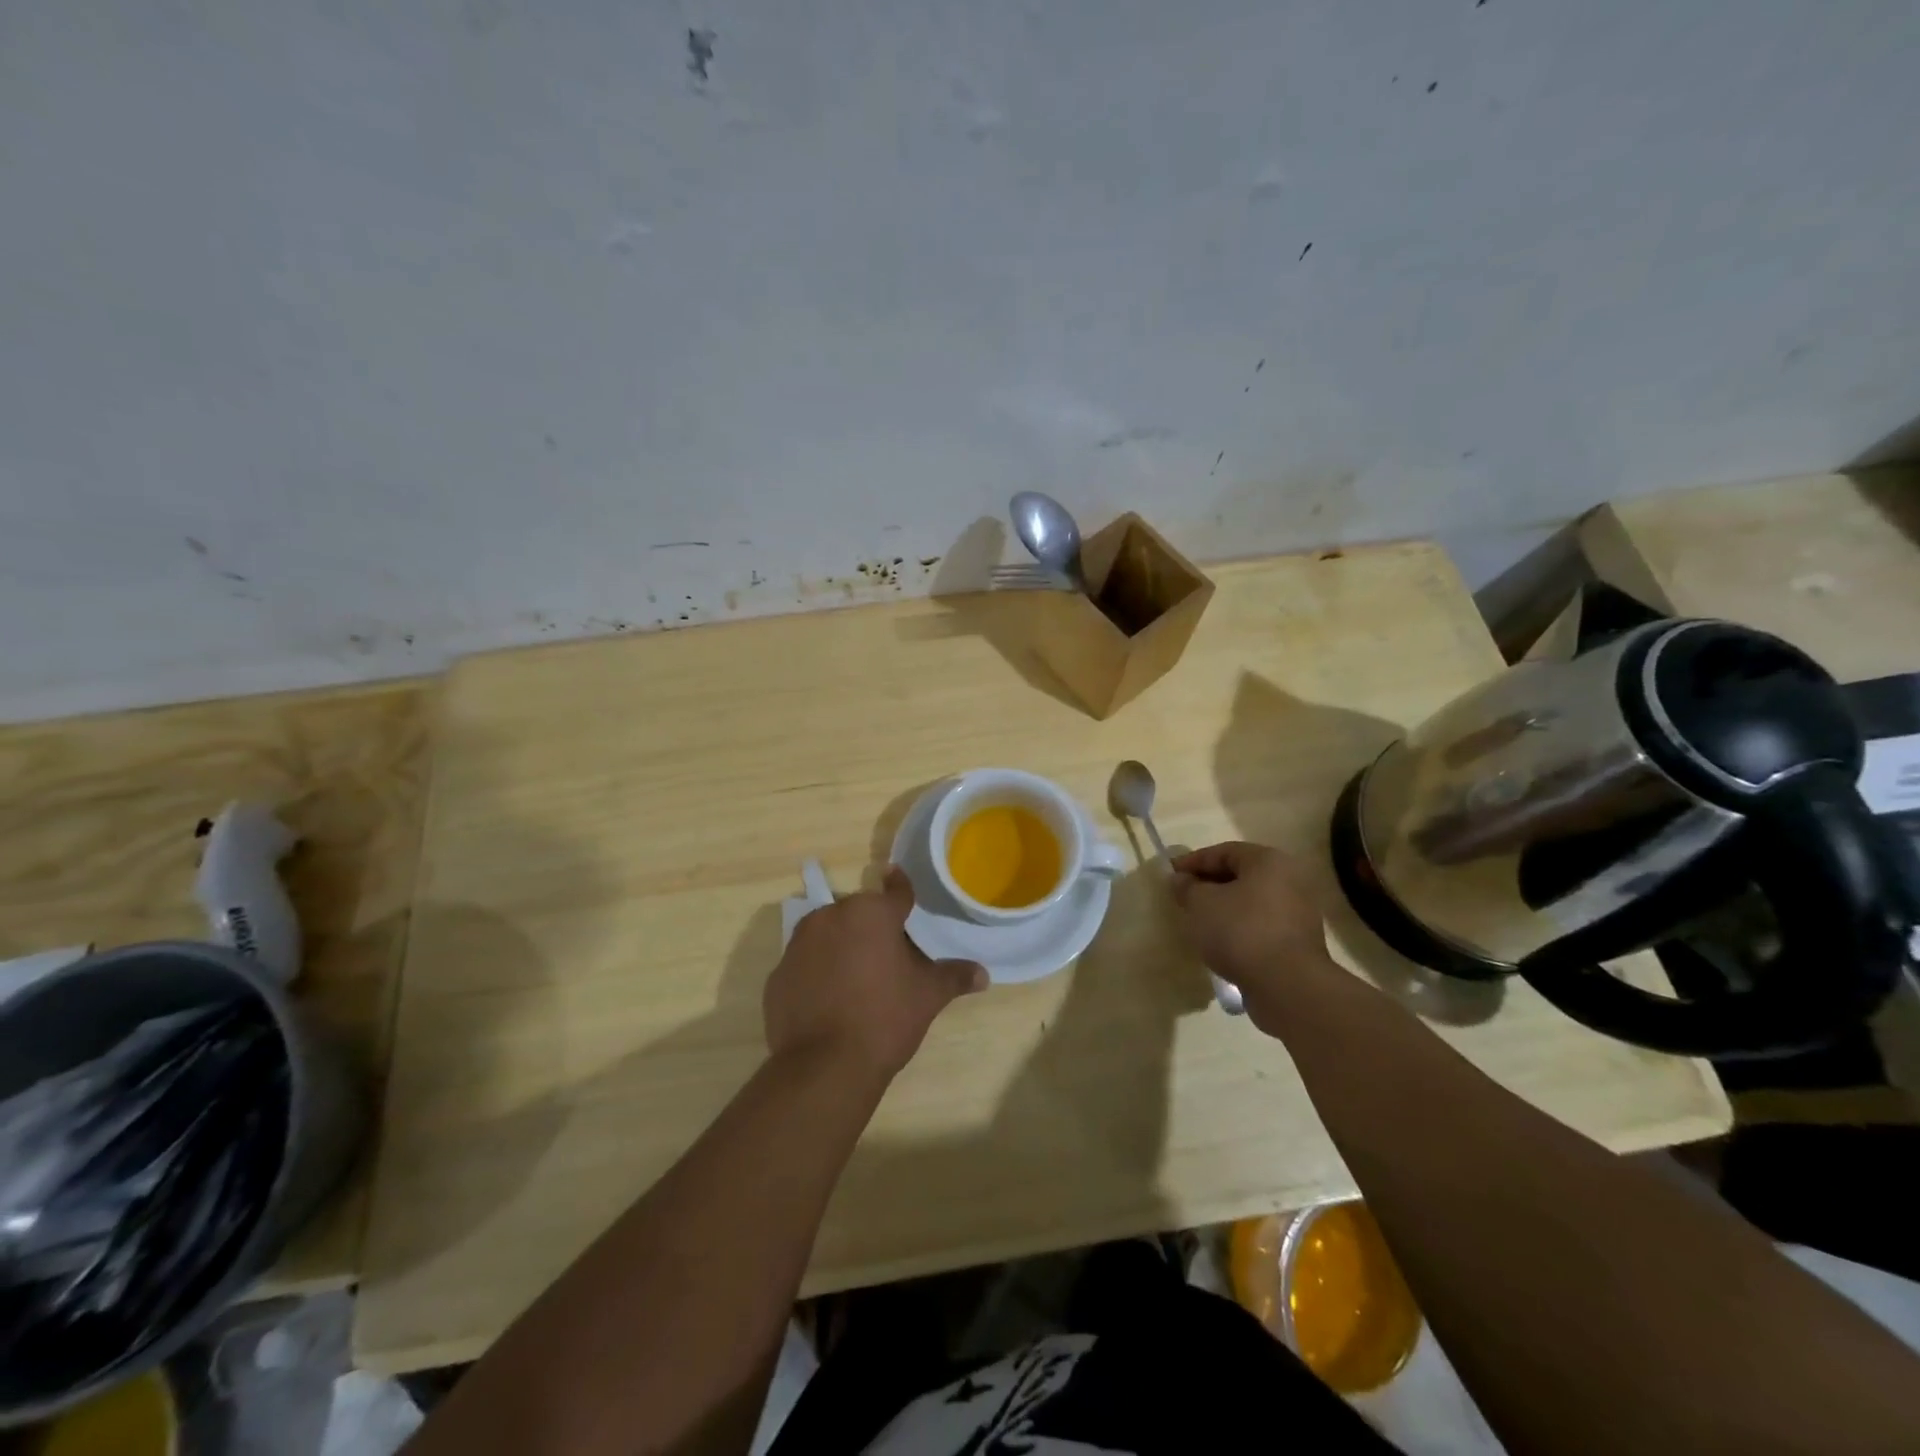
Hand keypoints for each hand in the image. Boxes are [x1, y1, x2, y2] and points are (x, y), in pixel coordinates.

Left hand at [765, 867, 987, 1080]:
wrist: (824, 1066)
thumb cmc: (884, 1018)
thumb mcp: (927, 996)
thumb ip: (954, 977)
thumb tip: (983, 974)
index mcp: (871, 913)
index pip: (894, 891)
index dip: (902, 888)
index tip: (898, 879)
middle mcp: (831, 916)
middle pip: (858, 913)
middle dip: (871, 927)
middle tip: (887, 955)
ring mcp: (798, 944)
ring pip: (827, 934)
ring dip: (841, 946)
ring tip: (857, 979)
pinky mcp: (778, 974)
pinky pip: (805, 964)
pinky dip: (817, 973)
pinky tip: (829, 1000)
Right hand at [1170, 841, 1337, 1023]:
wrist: (1287, 985)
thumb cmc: (1240, 931)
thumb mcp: (1201, 904)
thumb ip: (1187, 887)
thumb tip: (1180, 879)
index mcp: (1268, 861)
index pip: (1223, 852)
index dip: (1193, 861)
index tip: (1170, 874)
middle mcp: (1290, 880)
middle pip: (1240, 875)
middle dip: (1209, 885)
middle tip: (1183, 898)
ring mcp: (1298, 912)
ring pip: (1251, 902)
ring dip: (1225, 908)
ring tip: (1200, 922)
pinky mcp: (1298, 942)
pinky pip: (1261, 925)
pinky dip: (1240, 928)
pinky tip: (1221, 943)